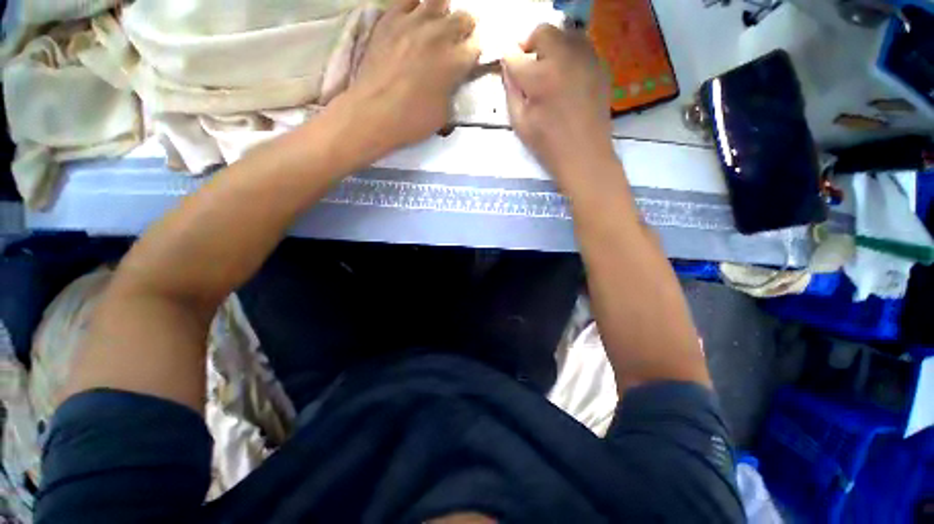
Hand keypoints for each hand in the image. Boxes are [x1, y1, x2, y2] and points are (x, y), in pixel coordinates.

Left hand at [347, 0, 479, 154]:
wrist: (374, 112)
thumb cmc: (412, 120)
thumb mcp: (444, 114)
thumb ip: (452, 90)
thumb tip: (451, 80)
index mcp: (455, 62)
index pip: (476, 46)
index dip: (474, 54)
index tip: (469, 62)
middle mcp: (438, 35)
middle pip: (463, 18)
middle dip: (465, 30)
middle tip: (458, 43)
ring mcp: (413, 22)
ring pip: (438, 1)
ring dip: (443, 13)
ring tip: (438, 27)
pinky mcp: (390, 19)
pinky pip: (408, 0)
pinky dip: (416, 6)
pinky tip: (415, 19)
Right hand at [502, 26, 614, 190]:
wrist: (585, 155)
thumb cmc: (548, 145)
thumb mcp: (520, 123)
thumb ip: (511, 90)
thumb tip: (507, 67)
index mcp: (541, 77)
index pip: (515, 54)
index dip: (508, 60)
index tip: (509, 69)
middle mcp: (565, 58)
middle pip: (542, 32)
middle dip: (530, 45)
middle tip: (529, 67)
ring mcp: (586, 59)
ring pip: (565, 33)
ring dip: (551, 46)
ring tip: (548, 69)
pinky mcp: (600, 66)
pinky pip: (582, 46)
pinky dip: (569, 53)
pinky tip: (566, 76)